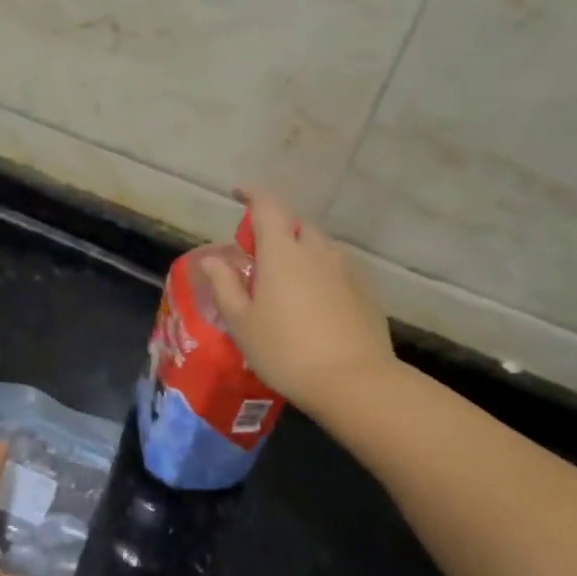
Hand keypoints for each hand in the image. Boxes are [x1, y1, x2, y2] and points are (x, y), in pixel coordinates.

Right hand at [201, 186, 396, 414]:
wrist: (354, 382)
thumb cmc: (286, 350)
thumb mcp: (242, 323)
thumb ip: (225, 285)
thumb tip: (212, 260)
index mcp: (282, 253)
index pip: (267, 207)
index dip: (252, 195)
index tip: (238, 193)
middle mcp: (316, 252)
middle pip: (296, 225)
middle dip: (276, 228)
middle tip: (259, 251)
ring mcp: (345, 271)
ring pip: (319, 247)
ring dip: (300, 251)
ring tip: (286, 278)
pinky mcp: (365, 293)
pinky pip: (336, 270)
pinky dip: (320, 274)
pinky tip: (313, 302)